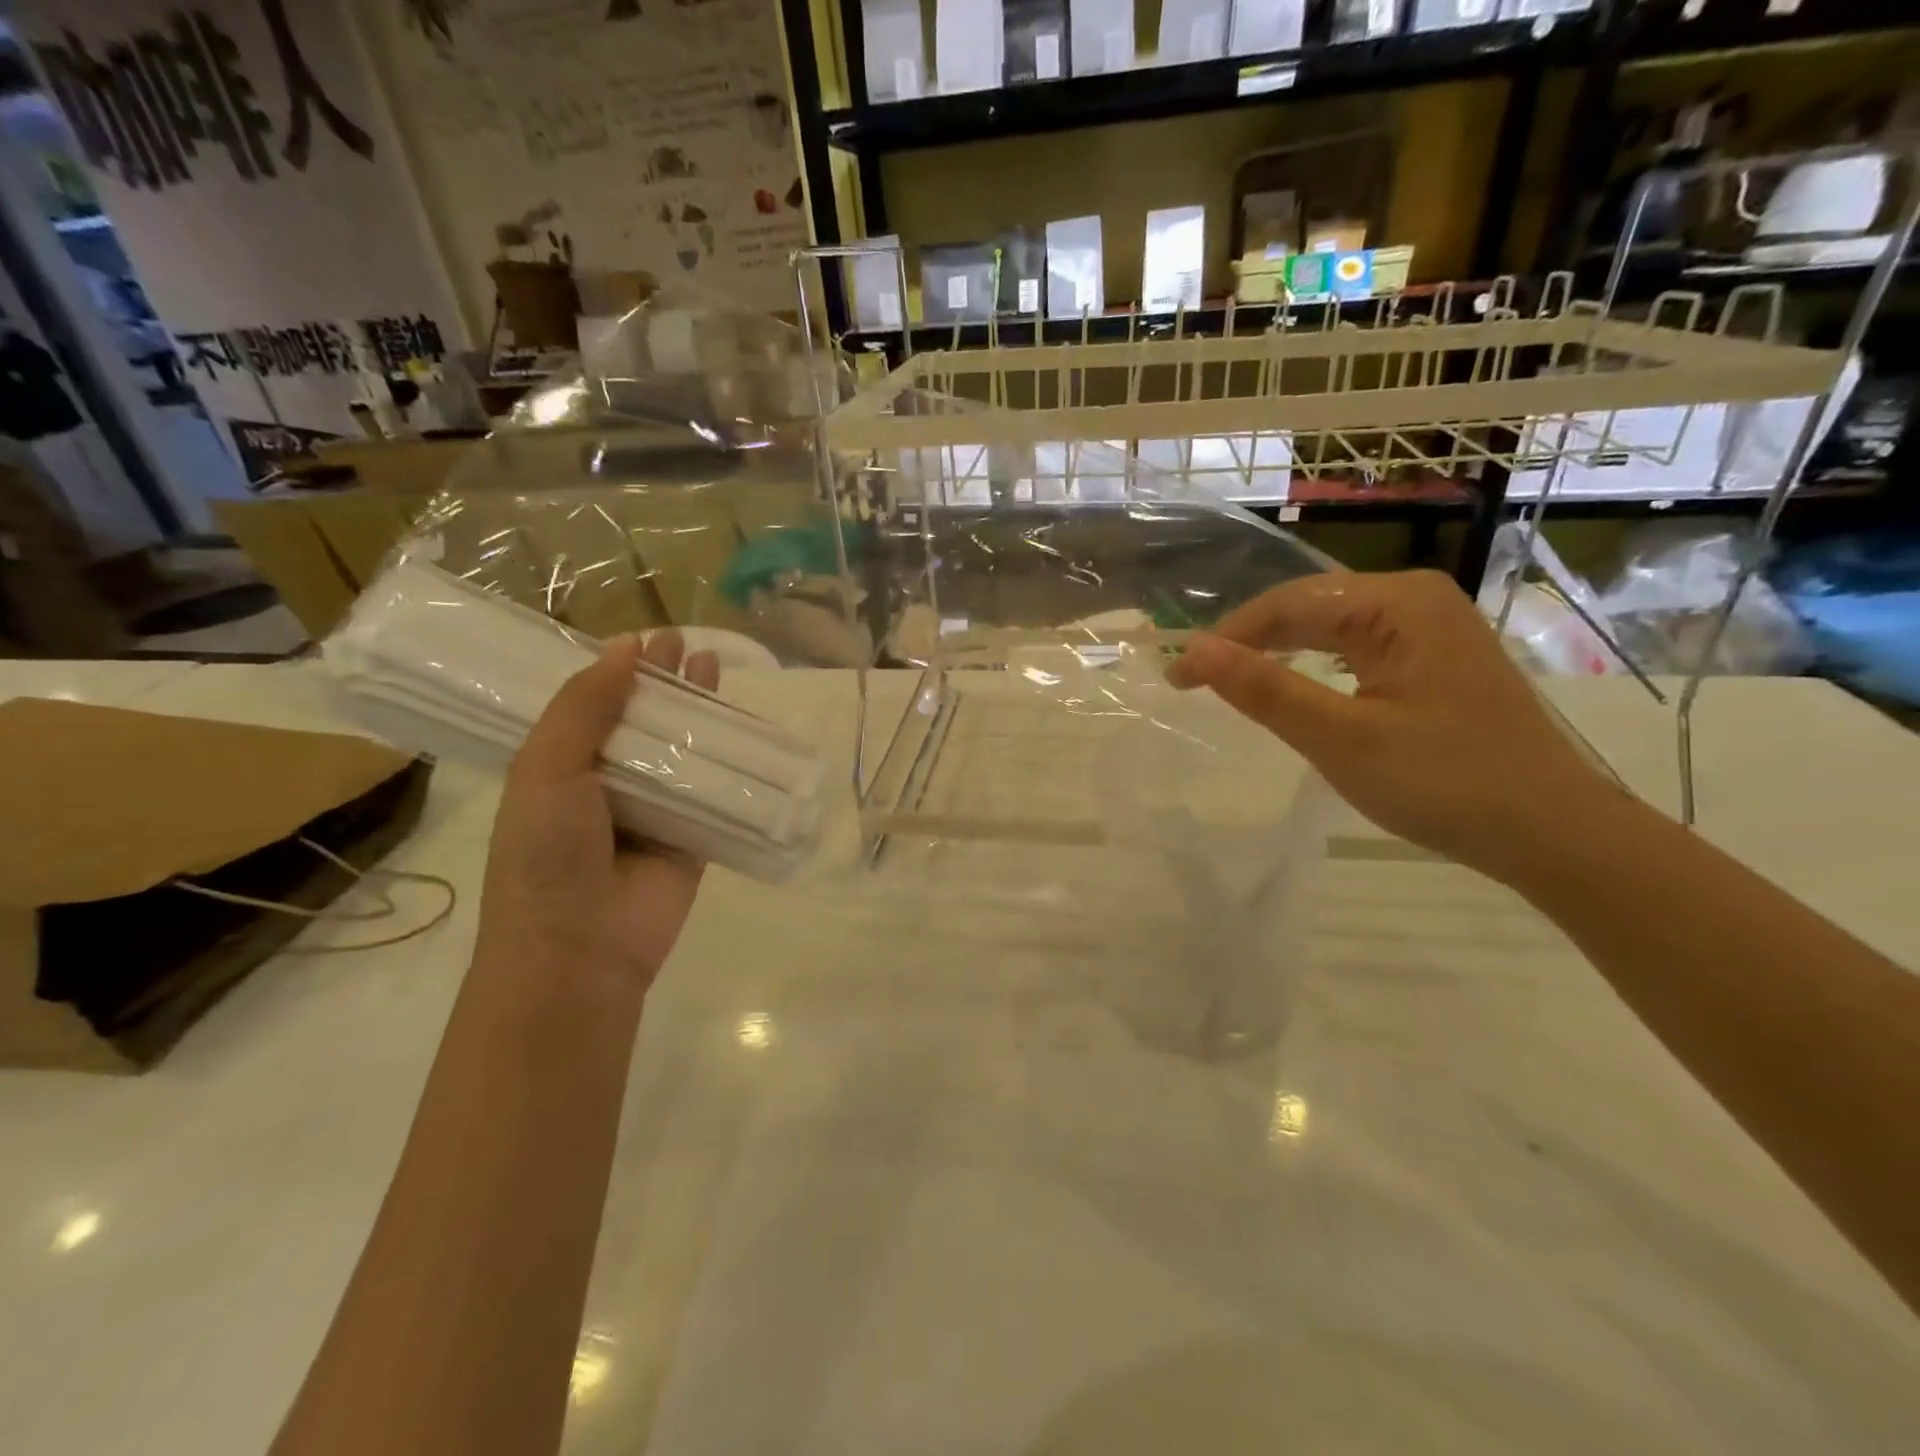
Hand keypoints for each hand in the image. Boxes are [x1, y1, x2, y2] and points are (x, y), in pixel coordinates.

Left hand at [476, 631, 719, 988]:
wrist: (580, 949)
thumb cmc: (547, 854)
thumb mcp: (547, 769)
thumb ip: (584, 707)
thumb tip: (626, 647)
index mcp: (562, 768)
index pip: (595, 706)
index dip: (621, 671)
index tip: (649, 639)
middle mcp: (609, 785)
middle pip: (645, 722)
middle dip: (666, 684)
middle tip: (689, 645)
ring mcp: (655, 811)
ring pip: (684, 751)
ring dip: (700, 713)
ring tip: (715, 668)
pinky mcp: (695, 836)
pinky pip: (717, 790)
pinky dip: (734, 761)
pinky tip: (749, 729)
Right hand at [1167, 570, 1620, 884]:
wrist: (1552, 832)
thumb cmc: (1444, 783)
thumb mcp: (1340, 738)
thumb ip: (1264, 690)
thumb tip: (1193, 652)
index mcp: (1398, 603)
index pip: (1287, 604)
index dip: (1224, 638)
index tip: (1175, 677)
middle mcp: (1416, 598)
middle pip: (1309, 607)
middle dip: (1249, 642)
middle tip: (1195, 682)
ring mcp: (1433, 626)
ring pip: (1331, 627)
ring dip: (1278, 651)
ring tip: (1231, 680)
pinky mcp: (1437, 657)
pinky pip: (1356, 646)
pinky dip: (1314, 663)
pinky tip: (1294, 683)